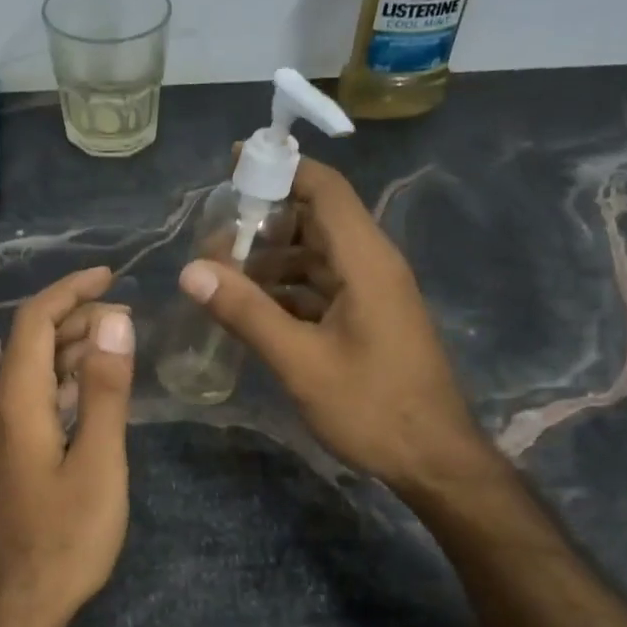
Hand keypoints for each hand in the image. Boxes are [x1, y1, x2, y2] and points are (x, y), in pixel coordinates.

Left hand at [0, 266, 135, 626]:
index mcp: (17, 400)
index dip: (70, 290)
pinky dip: (63, 381)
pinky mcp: (3, 456)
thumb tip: (115, 323)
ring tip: (118, 347)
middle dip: (77, 318)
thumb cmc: (63, 538)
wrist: (12, 607)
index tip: (112, 275)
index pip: (35, 321)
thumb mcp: (99, 462)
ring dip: (72, 349)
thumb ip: (107, 391)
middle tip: (128, 318)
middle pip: (30, 341)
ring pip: (31, 370)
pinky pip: (31, 398)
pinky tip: (92, 394)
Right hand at [177, 158, 483, 493]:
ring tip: (222, 278)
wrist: (435, 460)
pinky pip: (323, 287)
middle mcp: (373, 265)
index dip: (281, 168)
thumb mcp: (301, 362)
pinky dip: (287, 290)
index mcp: (365, 260)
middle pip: (316, 220)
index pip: (325, 189)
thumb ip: (246, 313)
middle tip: (213, 240)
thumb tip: (191, 271)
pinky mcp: (369, 319)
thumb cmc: (372, 408)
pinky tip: (252, 309)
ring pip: (316, 256)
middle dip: (263, 223)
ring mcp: (373, 293)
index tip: (233, 166)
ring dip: (271, 261)